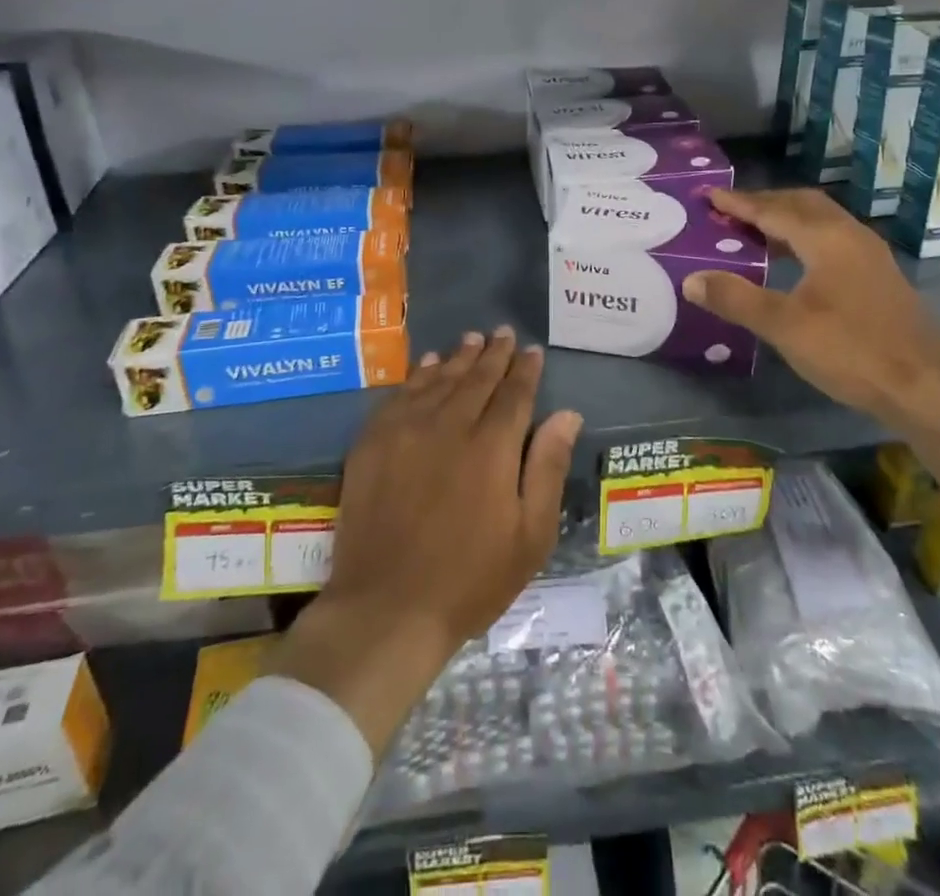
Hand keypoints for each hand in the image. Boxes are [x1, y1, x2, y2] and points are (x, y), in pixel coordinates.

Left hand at [272, 328, 582, 755]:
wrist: (386, 608)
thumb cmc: (470, 579)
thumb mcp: (530, 536)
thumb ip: (548, 467)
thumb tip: (567, 414)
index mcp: (492, 447)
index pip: (514, 393)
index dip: (525, 369)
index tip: (532, 350)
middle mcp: (450, 425)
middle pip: (476, 378)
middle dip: (494, 353)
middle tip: (503, 333)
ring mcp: (406, 430)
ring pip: (439, 379)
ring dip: (458, 357)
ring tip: (472, 339)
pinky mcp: (373, 442)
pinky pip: (401, 394)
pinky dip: (419, 375)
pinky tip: (428, 365)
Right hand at [682, 188, 939, 512]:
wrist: (926, 389)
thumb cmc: (851, 351)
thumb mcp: (784, 327)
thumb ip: (736, 299)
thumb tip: (691, 279)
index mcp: (827, 238)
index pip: (774, 210)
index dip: (739, 203)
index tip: (710, 195)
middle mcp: (851, 236)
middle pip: (803, 205)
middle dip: (766, 203)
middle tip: (731, 210)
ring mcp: (871, 256)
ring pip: (823, 222)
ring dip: (787, 220)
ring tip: (755, 233)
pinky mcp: (880, 278)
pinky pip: (834, 240)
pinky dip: (805, 239)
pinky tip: (795, 264)